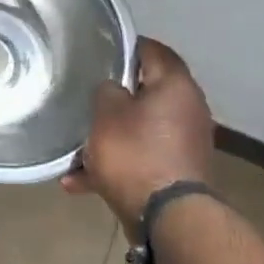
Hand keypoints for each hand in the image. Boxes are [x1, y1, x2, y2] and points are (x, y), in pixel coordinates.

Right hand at [61, 38, 214, 233]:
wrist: (167, 216)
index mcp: (176, 86)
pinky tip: (79, 180)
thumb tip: (113, 88)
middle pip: (147, 92)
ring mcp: (185, 142)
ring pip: (139, 128)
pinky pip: (140, 157)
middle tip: (84, 95)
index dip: (126, 46)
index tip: (99, 49)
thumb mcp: (106, 113)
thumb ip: (107, 91)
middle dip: (114, 97)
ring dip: (109, 135)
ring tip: (76, 148)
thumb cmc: (134, 153)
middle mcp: (188, 109)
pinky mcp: (177, 170)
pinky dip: (114, 163)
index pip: (153, 50)